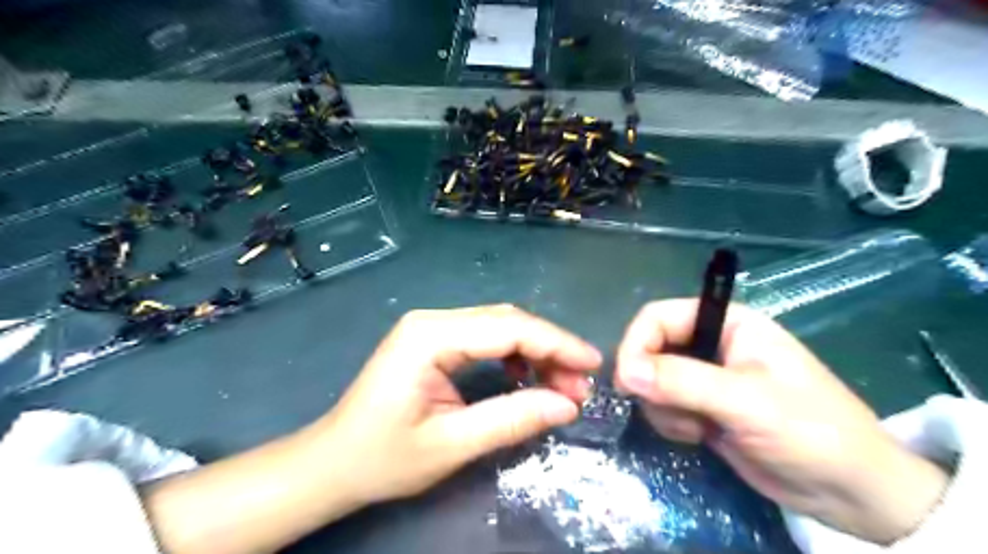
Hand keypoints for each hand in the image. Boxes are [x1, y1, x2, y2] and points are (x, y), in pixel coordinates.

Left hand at [307, 304, 601, 507]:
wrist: (333, 461)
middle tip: (581, 383)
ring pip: (499, 326)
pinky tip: (524, 377)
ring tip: (560, 384)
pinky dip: (513, 354)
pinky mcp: (433, 340)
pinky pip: (484, 337)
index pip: (508, 329)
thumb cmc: (383, 457)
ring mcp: (431, 327)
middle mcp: (432, 319)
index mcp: (430, 336)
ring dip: (535, 351)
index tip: (593, 363)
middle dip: (550, 348)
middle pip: (507, 322)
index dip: (556, 344)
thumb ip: (512, 419)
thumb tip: (568, 405)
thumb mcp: (451, 445)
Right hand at [616, 300, 944, 541]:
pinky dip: (671, 422)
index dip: (636, 343)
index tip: (627, 381)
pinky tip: (700, 436)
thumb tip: (625, 372)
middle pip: (649, 348)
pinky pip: (662, 405)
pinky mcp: (701, 407)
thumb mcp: (746, 402)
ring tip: (698, 427)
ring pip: (651, 380)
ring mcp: (704, 377)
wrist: (851, 494)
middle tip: (670, 410)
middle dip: (651, 382)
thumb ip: (682, 382)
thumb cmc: (810, 432)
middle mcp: (710, 343)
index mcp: (727, 323)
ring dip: (663, 407)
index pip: (658, 317)